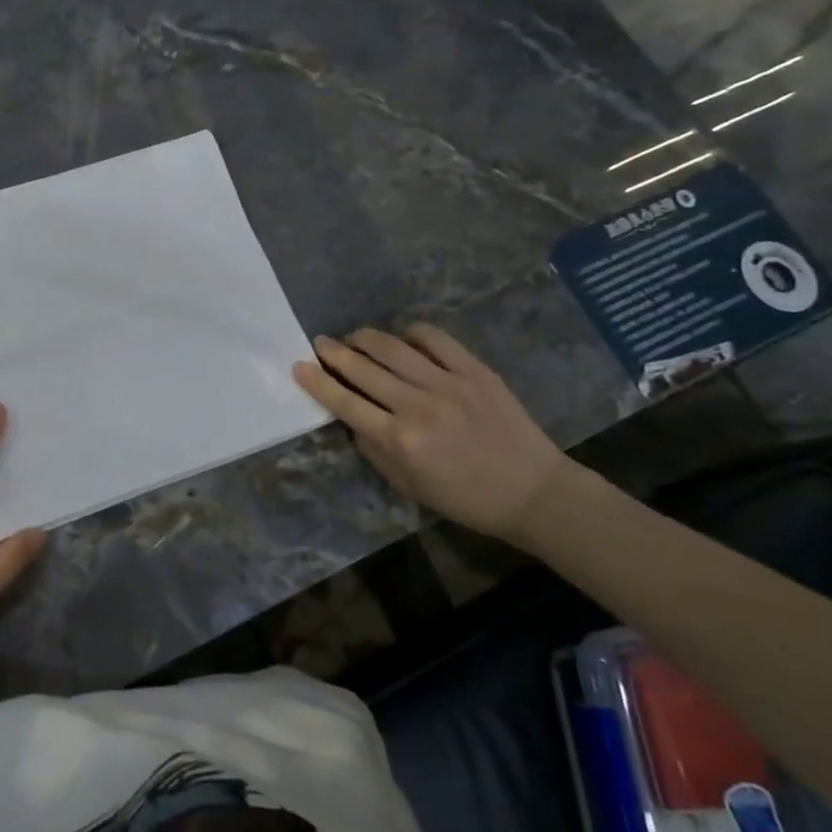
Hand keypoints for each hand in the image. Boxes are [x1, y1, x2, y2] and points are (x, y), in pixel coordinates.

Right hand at [293, 324, 571, 542]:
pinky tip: (403, 339)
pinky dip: (411, 333)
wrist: (532, 491)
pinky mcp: (475, 370)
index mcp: (398, 440)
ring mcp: (447, 384)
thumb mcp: (406, 483)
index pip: (344, 402)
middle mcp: (417, 406)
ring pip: (392, 347)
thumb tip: (353, 416)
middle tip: (319, 343)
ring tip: (354, 338)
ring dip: (365, 338)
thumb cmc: (463, 497)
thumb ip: (373, 448)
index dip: (316, 381)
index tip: (299, 366)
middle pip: (362, 368)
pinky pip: (434, 339)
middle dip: (333, 353)